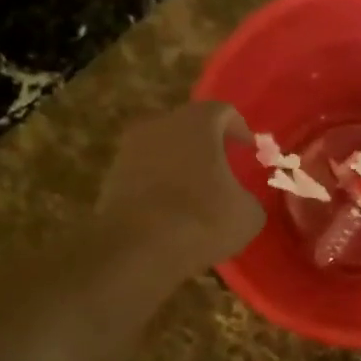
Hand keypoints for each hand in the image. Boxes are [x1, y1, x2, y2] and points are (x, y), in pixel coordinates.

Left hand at [96, 103, 263, 274]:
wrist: (137, 248)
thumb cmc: (202, 219)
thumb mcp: (248, 214)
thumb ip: (248, 197)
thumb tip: (241, 201)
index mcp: (197, 123)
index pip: (223, 112)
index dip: (239, 129)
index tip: (248, 149)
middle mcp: (160, 124)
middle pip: (188, 126)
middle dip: (207, 144)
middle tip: (223, 167)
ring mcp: (130, 149)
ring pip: (163, 148)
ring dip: (180, 164)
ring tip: (196, 191)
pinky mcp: (111, 177)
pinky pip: (144, 173)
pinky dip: (159, 184)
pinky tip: (171, 210)